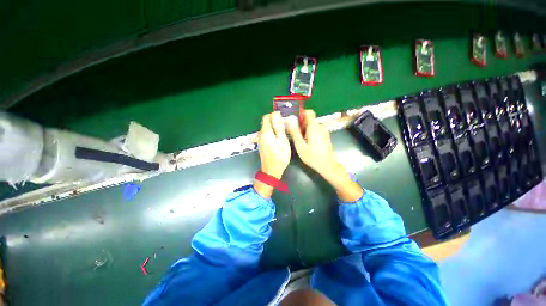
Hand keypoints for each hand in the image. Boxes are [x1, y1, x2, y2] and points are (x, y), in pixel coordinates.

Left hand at [254, 112, 290, 198]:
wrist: (271, 170)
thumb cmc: (280, 156)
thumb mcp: (282, 140)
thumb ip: (279, 126)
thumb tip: (276, 114)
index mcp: (265, 131)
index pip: (267, 117)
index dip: (274, 115)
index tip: (283, 119)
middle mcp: (260, 134)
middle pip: (266, 123)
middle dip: (275, 121)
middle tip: (286, 127)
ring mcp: (260, 140)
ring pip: (267, 129)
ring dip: (274, 128)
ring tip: (284, 133)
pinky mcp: (262, 145)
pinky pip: (267, 135)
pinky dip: (272, 134)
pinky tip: (279, 139)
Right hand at [286, 110, 337, 177]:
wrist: (327, 165)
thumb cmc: (312, 156)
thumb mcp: (300, 145)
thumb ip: (294, 132)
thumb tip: (290, 119)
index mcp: (314, 127)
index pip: (309, 112)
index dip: (301, 114)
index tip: (295, 122)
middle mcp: (320, 126)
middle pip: (309, 120)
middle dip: (301, 125)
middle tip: (296, 136)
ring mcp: (324, 131)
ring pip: (312, 126)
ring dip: (305, 131)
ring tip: (301, 142)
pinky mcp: (325, 136)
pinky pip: (316, 131)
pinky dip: (310, 134)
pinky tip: (308, 144)